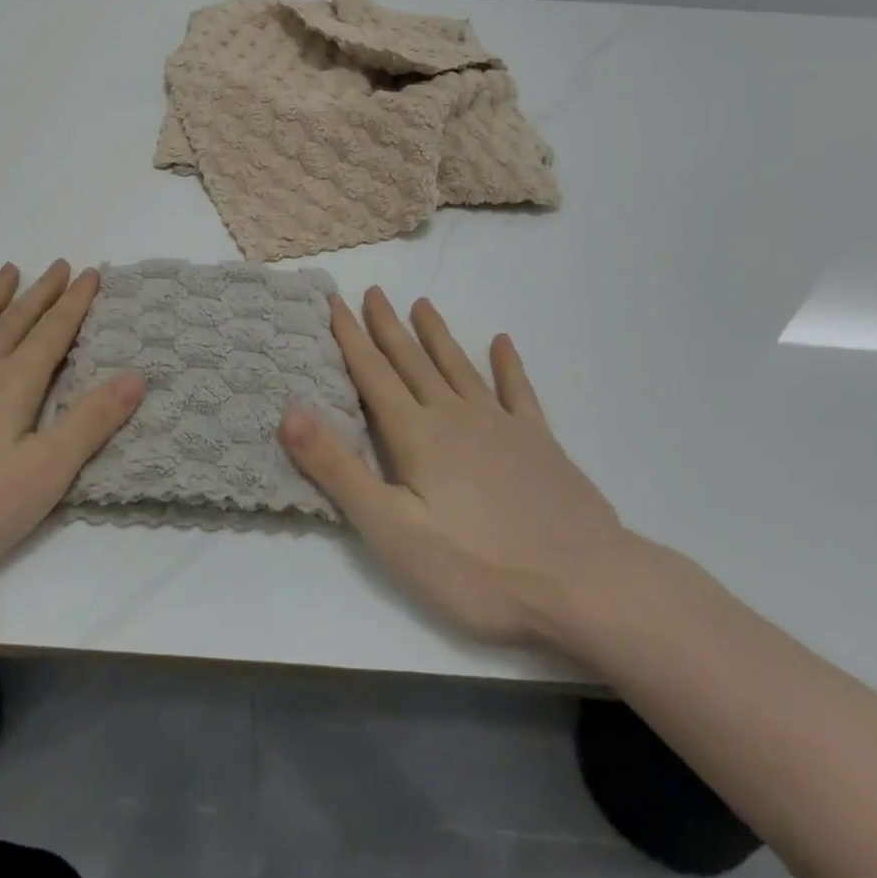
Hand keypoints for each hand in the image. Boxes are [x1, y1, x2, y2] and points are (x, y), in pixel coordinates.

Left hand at [0, 261, 141, 586]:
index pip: (53, 333)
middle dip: (42, 292)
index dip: (75, 303)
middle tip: (59, 265)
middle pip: (16, 319)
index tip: (89, 274)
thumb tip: (136, 377)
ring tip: (10, 270)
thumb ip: (89, 424)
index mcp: (14, 385)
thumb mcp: (41, 476)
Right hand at [278, 287, 634, 648]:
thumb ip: (338, 469)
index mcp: (416, 434)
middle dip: (388, 326)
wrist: (586, 586)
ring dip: (437, 335)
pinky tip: (502, 343)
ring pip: (459, 367)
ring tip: (423, 304)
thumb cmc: (478, 566)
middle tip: (374, 291)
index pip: (373, 375)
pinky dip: (508, 365)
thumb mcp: (391, 530)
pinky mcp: (540, 444)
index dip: (351, 337)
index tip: (336, 301)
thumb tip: (289, 411)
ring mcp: (501, 425)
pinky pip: (518, 392)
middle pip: (412, 362)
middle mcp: (454, 415)